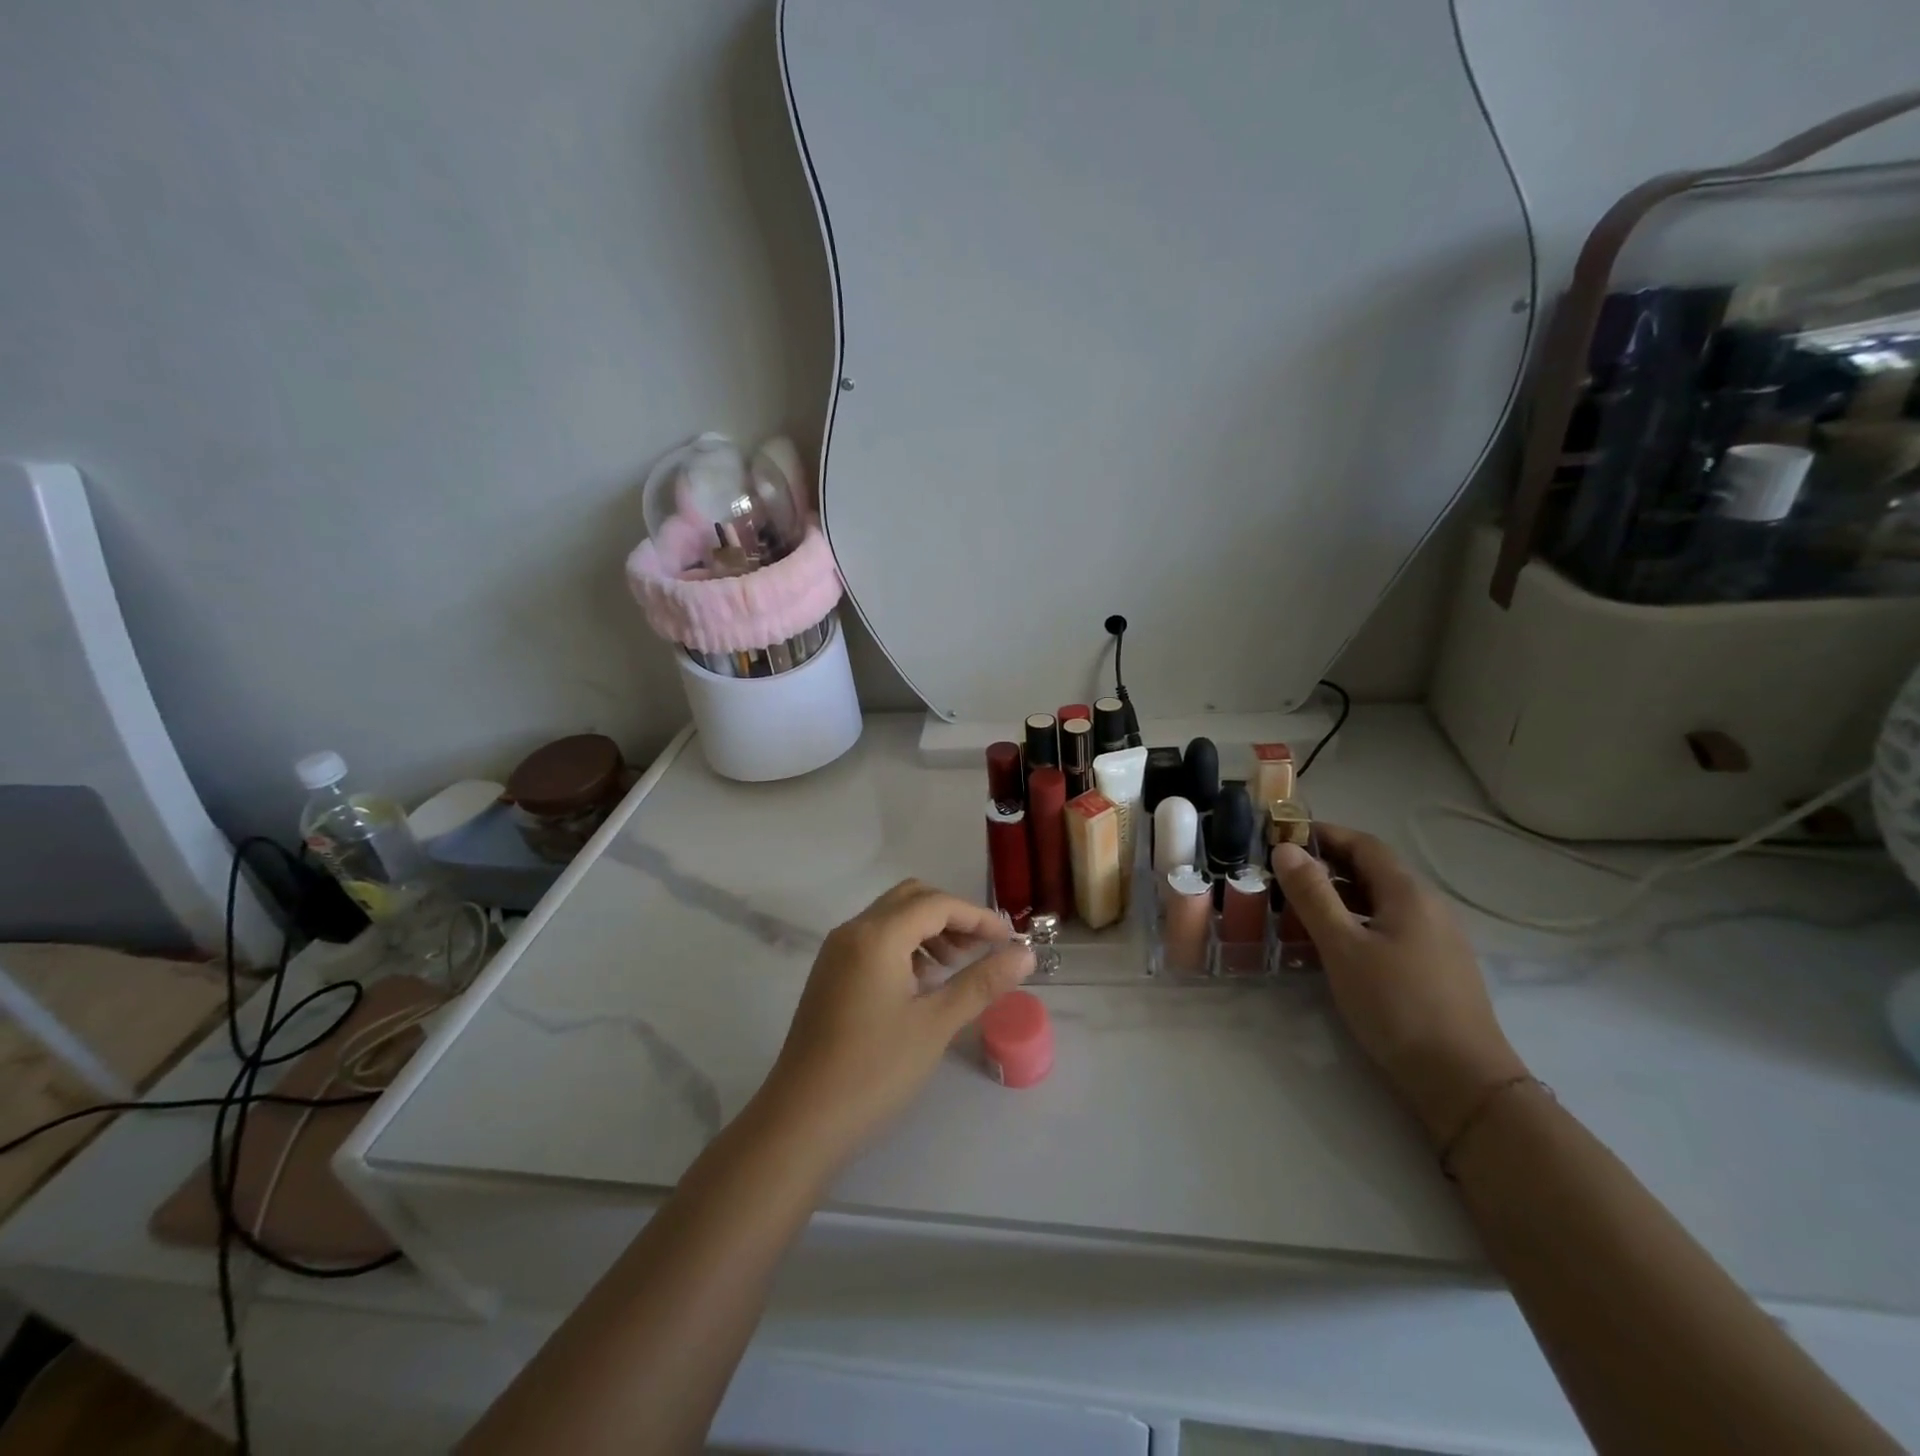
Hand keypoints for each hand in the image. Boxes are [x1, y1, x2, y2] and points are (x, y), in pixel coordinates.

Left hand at [756, 880, 1034, 1170]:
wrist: (801, 1121)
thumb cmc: (874, 1070)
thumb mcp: (936, 1025)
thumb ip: (982, 983)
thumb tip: (1025, 954)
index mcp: (877, 935)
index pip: (936, 904)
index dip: (977, 916)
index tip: (1009, 940)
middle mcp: (852, 931)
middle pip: (911, 899)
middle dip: (952, 917)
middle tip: (981, 950)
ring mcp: (836, 952)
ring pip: (891, 918)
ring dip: (928, 930)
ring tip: (955, 968)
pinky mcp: (830, 974)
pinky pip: (874, 939)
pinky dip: (905, 946)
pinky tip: (921, 984)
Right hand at [1270, 826, 1526, 1143]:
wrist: (1463, 1081)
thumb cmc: (1396, 1005)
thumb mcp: (1343, 947)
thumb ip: (1313, 895)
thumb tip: (1286, 848)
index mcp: (1409, 893)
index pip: (1364, 844)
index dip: (1324, 834)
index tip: (1283, 835)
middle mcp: (1428, 906)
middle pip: (1374, 870)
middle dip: (1328, 864)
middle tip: (1282, 873)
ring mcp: (1437, 938)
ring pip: (1381, 900)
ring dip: (1340, 894)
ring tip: (1299, 907)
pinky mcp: (1436, 967)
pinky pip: (1390, 926)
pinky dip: (1357, 920)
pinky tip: (1335, 944)